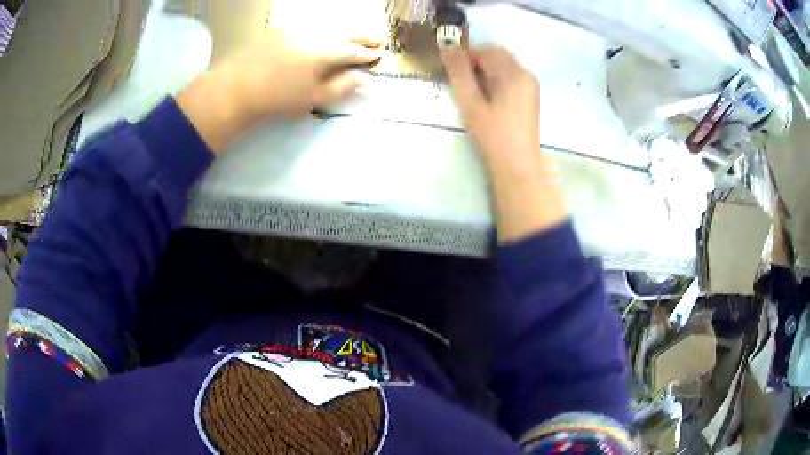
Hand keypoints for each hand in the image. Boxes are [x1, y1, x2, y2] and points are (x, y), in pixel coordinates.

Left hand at [177, 30, 381, 153]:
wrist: (235, 88)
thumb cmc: (276, 98)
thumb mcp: (312, 98)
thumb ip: (341, 87)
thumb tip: (364, 79)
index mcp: (324, 52)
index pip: (353, 51)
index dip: (367, 54)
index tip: (379, 55)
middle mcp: (314, 34)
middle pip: (345, 32)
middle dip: (362, 36)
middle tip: (377, 38)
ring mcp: (296, 28)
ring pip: (328, 25)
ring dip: (345, 29)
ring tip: (356, 33)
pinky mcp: (280, 28)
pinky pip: (310, 23)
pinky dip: (323, 27)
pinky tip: (325, 30)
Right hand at [441, 45, 566, 241]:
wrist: (518, 164)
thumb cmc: (492, 135)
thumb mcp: (471, 102)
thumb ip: (459, 72)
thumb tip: (447, 46)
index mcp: (513, 73)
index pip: (486, 50)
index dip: (466, 55)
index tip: (451, 69)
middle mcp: (525, 74)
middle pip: (497, 54)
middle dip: (476, 60)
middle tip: (461, 80)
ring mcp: (531, 85)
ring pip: (504, 64)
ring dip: (486, 69)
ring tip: (473, 90)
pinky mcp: (531, 95)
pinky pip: (511, 75)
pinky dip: (497, 77)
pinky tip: (488, 97)